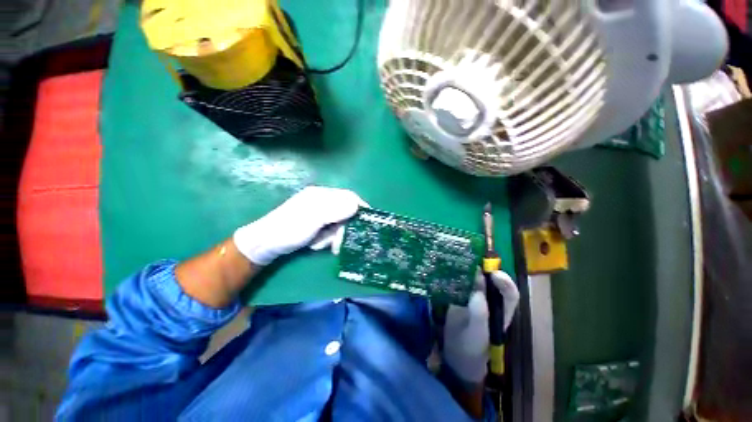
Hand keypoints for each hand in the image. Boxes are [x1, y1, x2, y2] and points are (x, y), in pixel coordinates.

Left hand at [233, 186, 366, 264]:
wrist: (265, 244)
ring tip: (318, 245)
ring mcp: (319, 214)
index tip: (367, 221)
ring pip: (338, 225)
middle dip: (341, 229)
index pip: (348, 196)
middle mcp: (322, 202)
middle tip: (336, 243)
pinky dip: (325, 240)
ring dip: (331, 237)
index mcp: (321, 195)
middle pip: (344, 213)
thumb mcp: (313, 218)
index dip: (359, 207)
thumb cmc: (289, 229)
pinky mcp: (316, 225)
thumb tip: (357, 205)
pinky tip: (315, 244)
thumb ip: (335, 210)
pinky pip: (330, 231)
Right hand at [442, 270, 519, 383]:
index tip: (493, 275)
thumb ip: (480, 314)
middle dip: (484, 268)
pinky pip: (459, 280)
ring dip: (468, 267)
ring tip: (458, 258)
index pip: (509, 293)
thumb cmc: (471, 347)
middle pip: (491, 280)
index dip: (504, 282)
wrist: (454, 353)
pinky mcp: (459, 294)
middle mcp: (490, 299)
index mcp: (501, 310)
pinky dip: (455, 273)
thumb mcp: (477, 334)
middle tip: (471, 260)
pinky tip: (446, 268)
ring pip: (475, 277)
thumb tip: (478, 291)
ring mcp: (473, 295)